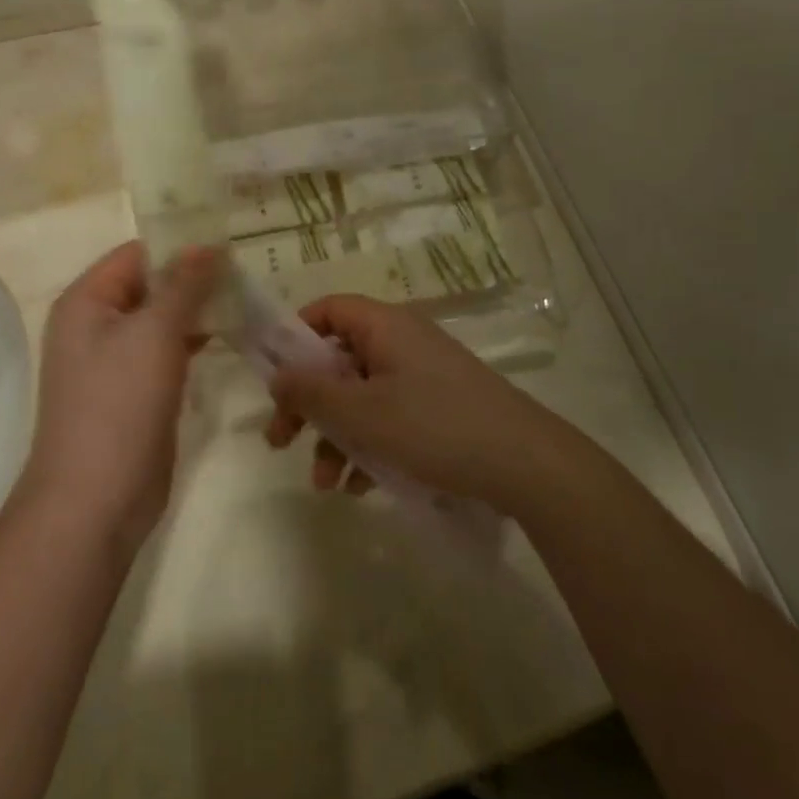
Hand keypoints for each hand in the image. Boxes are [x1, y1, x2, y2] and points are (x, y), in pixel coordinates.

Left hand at [22, 243, 219, 550]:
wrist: (95, 501)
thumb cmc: (119, 404)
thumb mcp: (154, 332)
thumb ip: (184, 284)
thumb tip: (208, 244)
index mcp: (88, 301)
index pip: (138, 254)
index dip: (181, 247)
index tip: (231, 247)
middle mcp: (97, 324)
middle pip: (152, 285)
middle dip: (196, 279)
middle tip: (247, 274)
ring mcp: (116, 360)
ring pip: (163, 319)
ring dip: (200, 309)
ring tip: (247, 299)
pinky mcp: (135, 391)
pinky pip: (167, 351)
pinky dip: (195, 340)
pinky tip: (230, 336)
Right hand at [265, 296, 556, 510]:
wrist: (523, 462)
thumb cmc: (434, 426)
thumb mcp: (363, 414)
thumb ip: (313, 394)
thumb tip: (277, 374)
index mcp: (383, 326)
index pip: (328, 310)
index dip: (295, 338)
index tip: (275, 379)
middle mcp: (401, 340)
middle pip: (339, 359)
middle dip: (309, 403)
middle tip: (281, 442)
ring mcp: (422, 373)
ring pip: (362, 394)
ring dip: (338, 435)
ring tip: (327, 484)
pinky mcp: (439, 405)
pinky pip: (390, 415)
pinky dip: (370, 444)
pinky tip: (362, 487)